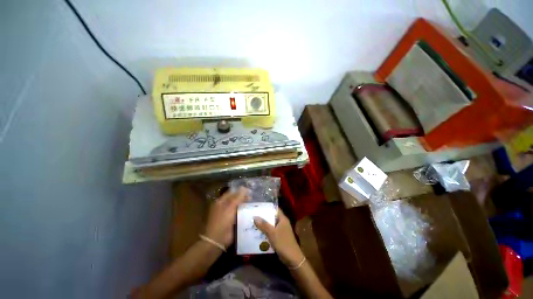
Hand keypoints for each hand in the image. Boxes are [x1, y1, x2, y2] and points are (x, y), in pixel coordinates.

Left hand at [204, 187, 248, 247]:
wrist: (218, 240)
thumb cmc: (222, 221)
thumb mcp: (230, 207)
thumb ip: (237, 197)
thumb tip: (244, 187)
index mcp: (221, 202)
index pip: (231, 193)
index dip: (240, 191)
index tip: (249, 190)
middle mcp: (224, 206)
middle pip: (235, 199)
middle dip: (243, 198)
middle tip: (252, 198)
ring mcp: (227, 214)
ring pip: (237, 207)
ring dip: (244, 205)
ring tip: (254, 204)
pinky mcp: (232, 221)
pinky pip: (239, 214)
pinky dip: (244, 212)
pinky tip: (251, 212)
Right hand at [254, 209, 304, 267]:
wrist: (292, 259)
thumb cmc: (283, 243)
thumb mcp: (272, 233)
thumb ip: (264, 225)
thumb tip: (255, 217)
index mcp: (283, 219)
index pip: (275, 209)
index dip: (268, 207)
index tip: (259, 206)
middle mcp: (282, 223)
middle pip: (272, 217)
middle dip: (264, 216)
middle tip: (254, 214)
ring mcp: (281, 230)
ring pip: (271, 225)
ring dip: (264, 224)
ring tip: (253, 222)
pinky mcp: (279, 237)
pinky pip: (271, 232)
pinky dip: (266, 231)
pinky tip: (258, 232)